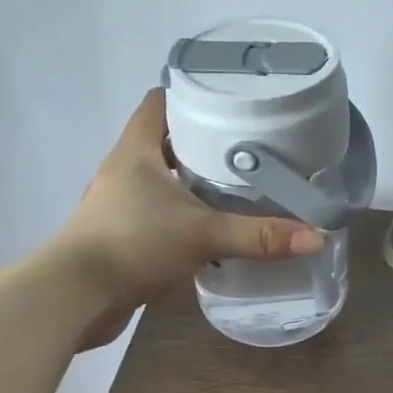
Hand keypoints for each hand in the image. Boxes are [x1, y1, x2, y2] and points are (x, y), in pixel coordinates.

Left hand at [56, 89, 323, 348]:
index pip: (160, 102)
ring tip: (237, 184)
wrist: (76, 298)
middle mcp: (124, 170)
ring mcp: (119, 204)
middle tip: (247, 143)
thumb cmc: (133, 244)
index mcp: (136, 150)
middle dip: (203, 141)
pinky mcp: (121, 236)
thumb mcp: (203, 234)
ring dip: (193, 182)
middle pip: (165, 140)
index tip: (229, 99)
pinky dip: (183, 216)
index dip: (191, 94)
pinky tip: (212, 229)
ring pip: (162, 180)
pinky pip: (158, 215)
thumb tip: (316, 237)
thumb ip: (259, 236)